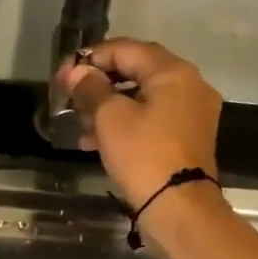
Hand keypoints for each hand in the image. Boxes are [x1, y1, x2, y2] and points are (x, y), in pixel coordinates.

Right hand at [54, 39, 221, 206]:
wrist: (179, 208)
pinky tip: (99, 144)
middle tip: (71, 100)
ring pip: (144, 100)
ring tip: (81, 129)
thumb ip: (91, 89)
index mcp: (173, 72)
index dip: (91, 58)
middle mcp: (190, 86)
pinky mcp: (189, 140)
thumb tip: (77, 72)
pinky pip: (153, 121)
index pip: (127, 49)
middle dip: (100, 86)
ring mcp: (193, 115)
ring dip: (110, 109)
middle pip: (137, 73)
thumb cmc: (143, 155)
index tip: (63, 74)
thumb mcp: (110, 118)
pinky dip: (127, 126)